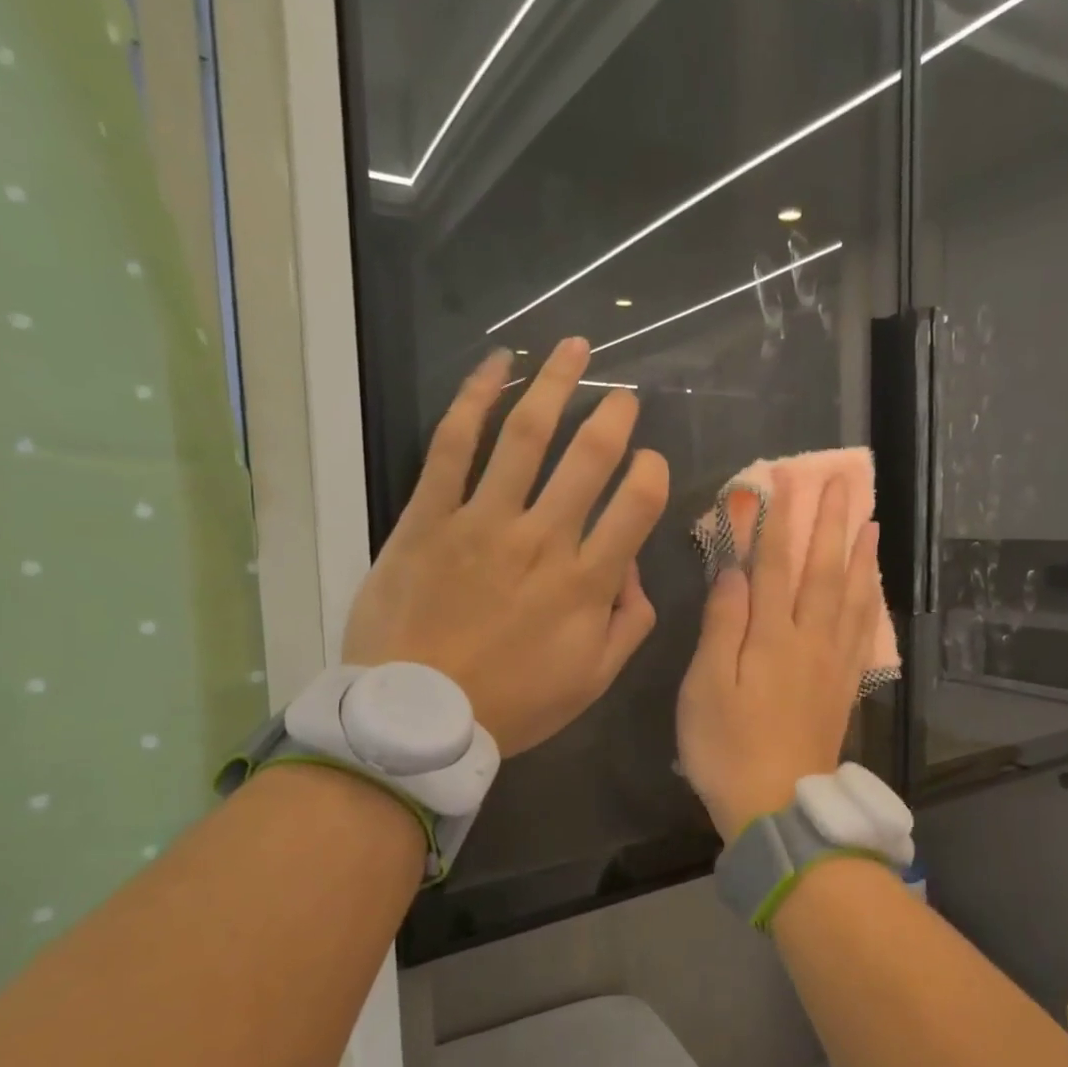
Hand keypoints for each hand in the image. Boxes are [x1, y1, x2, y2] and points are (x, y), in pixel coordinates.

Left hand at [342, 338, 669, 755]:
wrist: (414, 718)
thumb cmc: (511, 704)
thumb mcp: (592, 680)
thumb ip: (628, 623)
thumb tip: (634, 570)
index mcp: (585, 582)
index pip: (637, 505)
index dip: (653, 473)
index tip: (652, 462)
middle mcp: (541, 540)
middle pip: (588, 458)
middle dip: (614, 417)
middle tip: (625, 396)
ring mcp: (481, 521)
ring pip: (525, 436)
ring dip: (556, 384)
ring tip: (577, 348)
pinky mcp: (428, 516)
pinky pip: (453, 445)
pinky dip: (475, 397)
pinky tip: (497, 363)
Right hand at [677, 468, 882, 840]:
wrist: (778, 806)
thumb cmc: (727, 747)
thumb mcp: (707, 686)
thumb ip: (722, 625)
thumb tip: (733, 571)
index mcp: (772, 636)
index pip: (775, 565)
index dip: (777, 520)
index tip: (781, 480)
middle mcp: (810, 640)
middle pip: (822, 570)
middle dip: (831, 523)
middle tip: (843, 482)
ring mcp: (832, 663)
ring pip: (851, 596)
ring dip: (860, 554)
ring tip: (870, 521)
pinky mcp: (843, 685)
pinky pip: (863, 630)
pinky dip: (869, 600)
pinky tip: (872, 587)